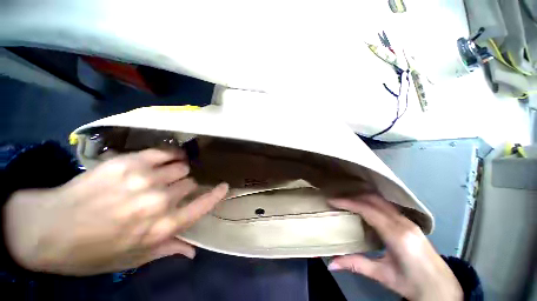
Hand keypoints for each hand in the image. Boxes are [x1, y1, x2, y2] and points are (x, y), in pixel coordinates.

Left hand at [3, 149, 227, 275]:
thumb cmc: (97, 251)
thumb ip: (164, 250)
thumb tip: (190, 251)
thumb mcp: (133, 260)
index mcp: (161, 230)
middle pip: (185, 185)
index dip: (213, 196)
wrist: (61, 226)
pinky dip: (164, 153)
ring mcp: (139, 177)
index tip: (223, 186)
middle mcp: (156, 201)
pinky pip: (154, 152)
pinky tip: (165, 154)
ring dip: (178, 168)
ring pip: (172, 166)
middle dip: (189, 185)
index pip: (198, 208)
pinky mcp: (123, 160)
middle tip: (186, 185)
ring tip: (178, 166)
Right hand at [327, 195, 461, 300]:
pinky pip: (392, 210)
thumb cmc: (409, 280)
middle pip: (379, 202)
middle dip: (358, 196)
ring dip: (368, 199)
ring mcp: (410, 222)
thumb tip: (331, 263)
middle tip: (338, 197)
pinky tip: (370, 213)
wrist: (434, 281)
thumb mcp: (382, 275)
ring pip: (386, 204)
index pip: (371, 211)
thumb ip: (358, 265)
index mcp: (397, 234)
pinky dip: (377, 206)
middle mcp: (404, 223)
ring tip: (350, 201)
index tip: (333, 199)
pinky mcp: (412, 226)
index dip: (351, 202)